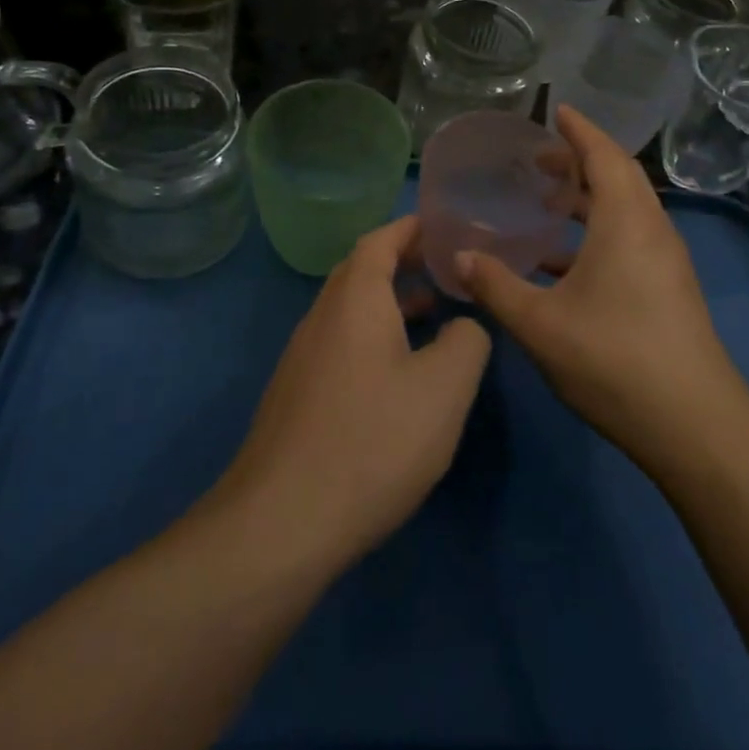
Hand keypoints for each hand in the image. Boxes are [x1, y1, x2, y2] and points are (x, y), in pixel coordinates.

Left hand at [218, 215, 491, 576]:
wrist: (281, 523)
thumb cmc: (372, 440)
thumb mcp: (445, 387)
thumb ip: (467, 341)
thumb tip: (464, 326)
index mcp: (354, 300)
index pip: (380, 240)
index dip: (411, 228)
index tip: (443, 226)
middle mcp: (321, 317)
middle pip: (360, 271)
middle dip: (402, 261)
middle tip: (445, 267)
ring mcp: (302, 358)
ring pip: (350, 311)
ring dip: (389, 302)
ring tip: (432, 314)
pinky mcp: (296, 396)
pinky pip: (340, 344)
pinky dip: (373, 337)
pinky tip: (398, 374)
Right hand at [454, 107, 748, 480]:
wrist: (694, 425)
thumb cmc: (613, 360)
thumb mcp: (540, 323)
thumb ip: (495, 286)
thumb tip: (458, 257)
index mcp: (626, 222)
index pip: (604, 155)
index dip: (579, 130)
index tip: (556, 111)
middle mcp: (652, 230)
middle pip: (619, 177)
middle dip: (581, 161)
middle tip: (539, 160)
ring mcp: (667, 261)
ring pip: (627, 210)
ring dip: (590, 198)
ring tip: (548, 203)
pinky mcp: (670, 289)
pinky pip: (632, 238)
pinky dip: (598, 232)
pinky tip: (563, 263)